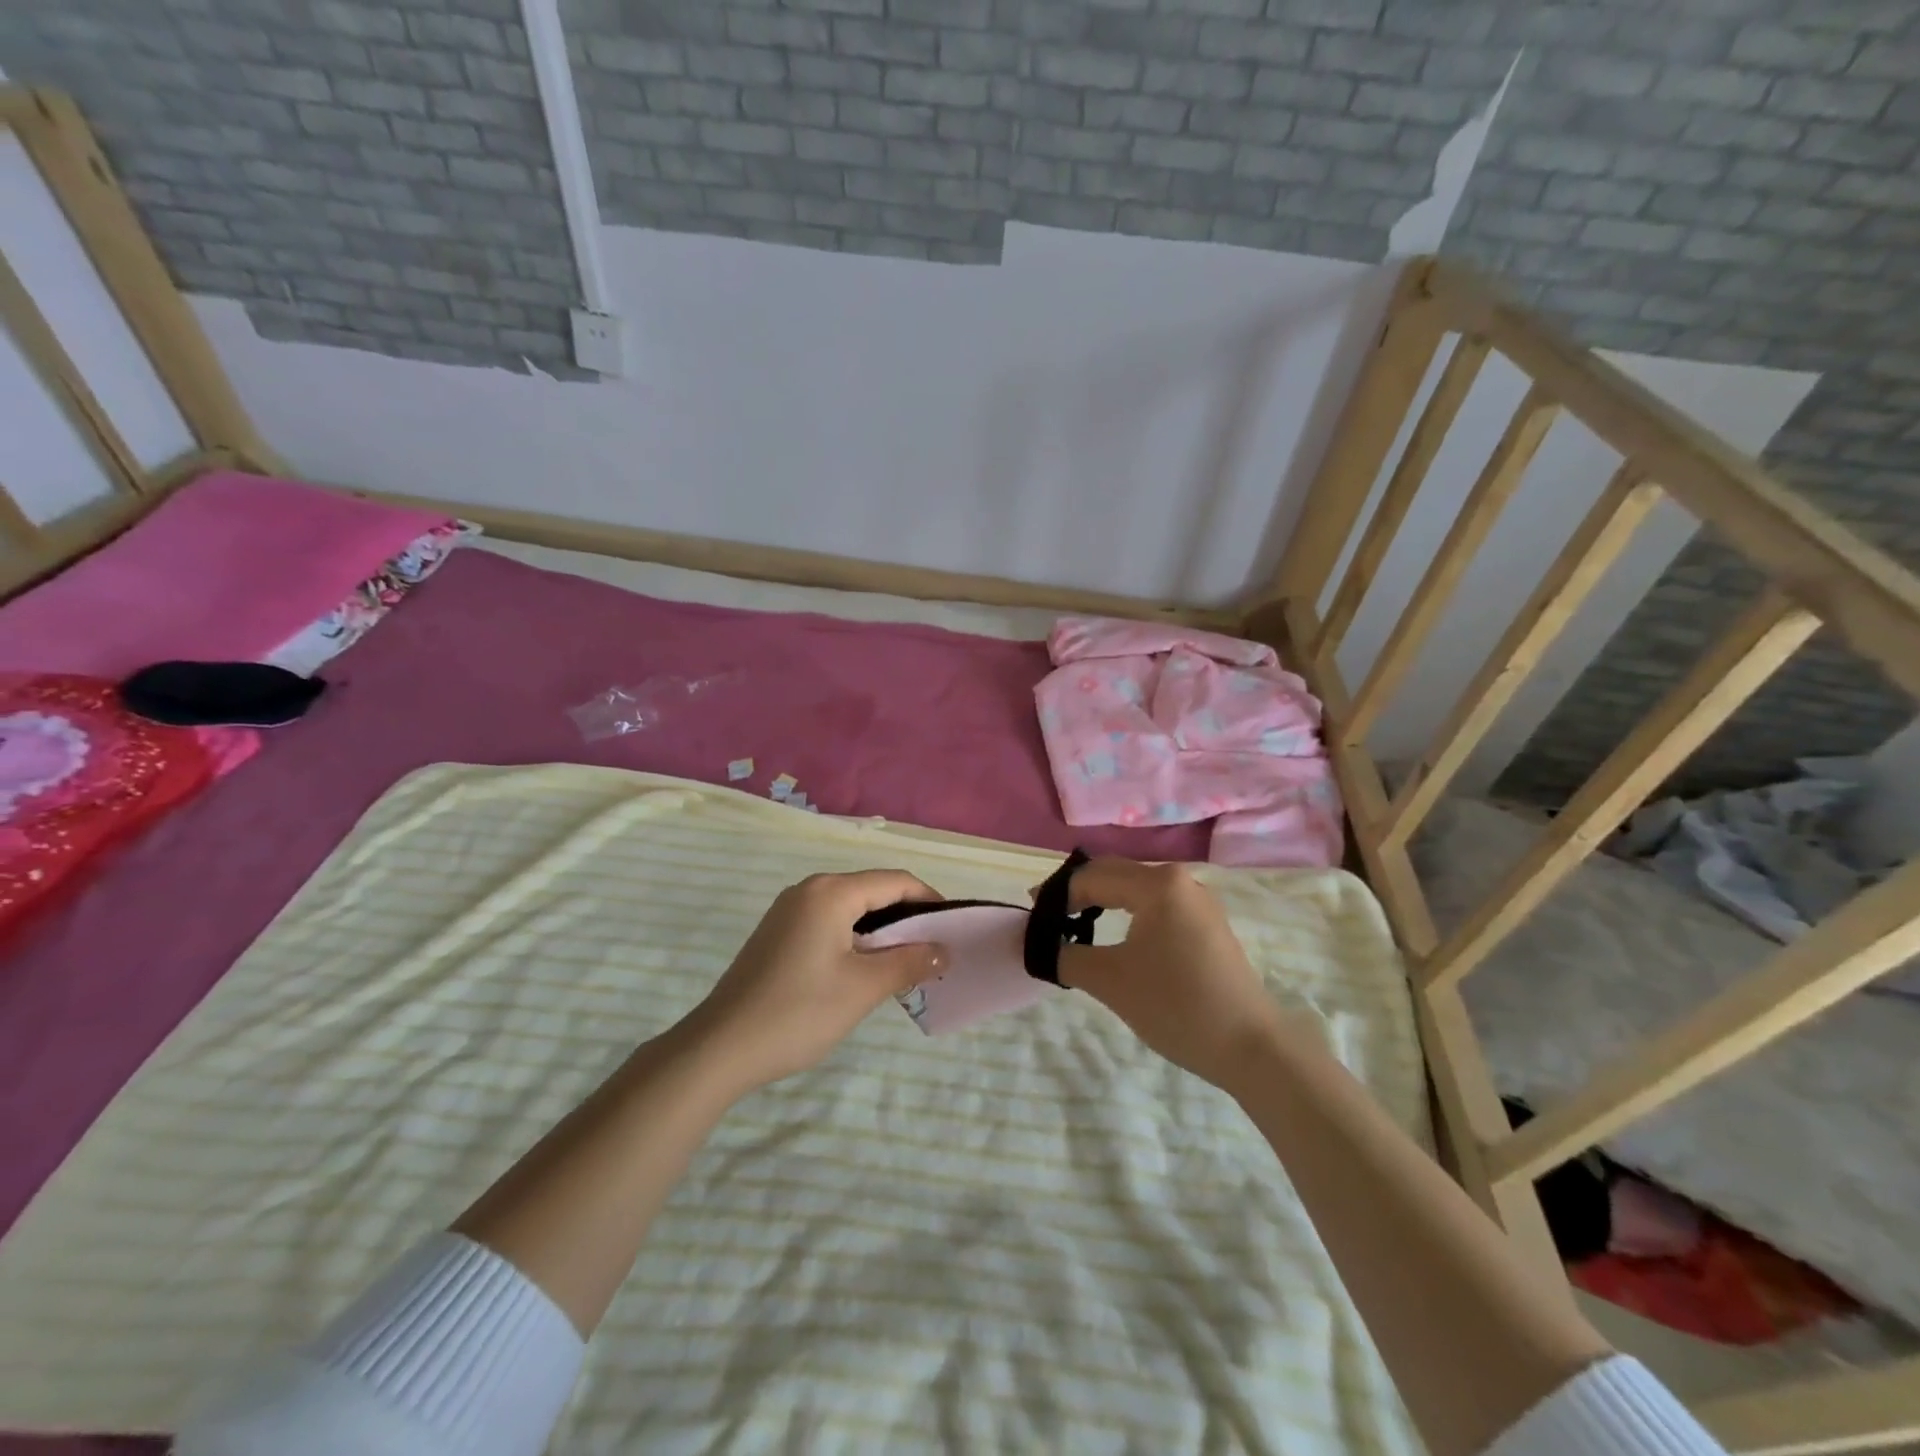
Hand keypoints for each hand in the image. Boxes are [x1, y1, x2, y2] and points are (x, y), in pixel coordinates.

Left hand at [684, 871, 945, 1091]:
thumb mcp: (863, 988)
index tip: (953, 929)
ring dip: (881, 929)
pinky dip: (855, 937)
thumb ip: (909, 961)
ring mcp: (788, 910)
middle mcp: (809, 889)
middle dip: (907, 916)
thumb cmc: (798, 1012)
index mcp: (831, 892)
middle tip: (933, 950)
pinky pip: (829, 921)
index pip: (895, 881)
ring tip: (906, 962)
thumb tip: (943, 949)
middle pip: (872, 890)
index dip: (929, 900)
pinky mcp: (778, 932)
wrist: (719, 1048)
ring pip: (850, 907)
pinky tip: (864, 968)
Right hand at [1057, 859, 1287, 1094]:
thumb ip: (1065, 955)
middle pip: (1115, 875)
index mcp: (1157, 883)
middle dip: (1077, 894)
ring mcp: (1199, 902)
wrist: (1252, 1048)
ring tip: (1075, 927)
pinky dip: (1128, 915)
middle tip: (1047, 920)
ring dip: (1102, 903)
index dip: (1056, 895)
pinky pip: (1156, 907)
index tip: (1030, 917)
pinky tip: (1116, 939)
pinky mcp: (1208, 925)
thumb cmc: (1177, 1006)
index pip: (1091, 877)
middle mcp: (1180, 880)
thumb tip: (1038, 945)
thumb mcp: (1110, 980)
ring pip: (1136, 890)